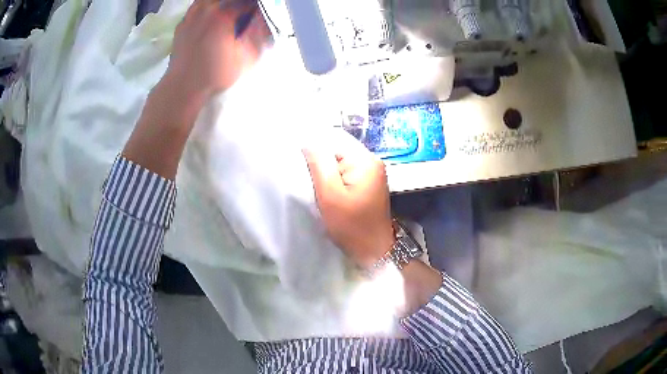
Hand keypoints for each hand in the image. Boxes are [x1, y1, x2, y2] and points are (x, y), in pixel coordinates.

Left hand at [165, 0, 265, 101]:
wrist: (184, 87)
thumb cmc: (216, 73)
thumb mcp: (247, 57)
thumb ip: (258, 33)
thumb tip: (263, 17)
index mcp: (224, 15)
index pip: (247, 2)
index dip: (256, 7)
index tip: (258, 15)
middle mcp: (207, 9)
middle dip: (239, 4)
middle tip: (244, 13)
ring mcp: (192, 15)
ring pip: (210, 0)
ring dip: (222, 4)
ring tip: (228, 12)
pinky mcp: (182, 24)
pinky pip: (197, 6)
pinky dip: (206, 7)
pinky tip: (210, 16)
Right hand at [303, 131, 394, 267]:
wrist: (373, 250)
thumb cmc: (351, 225)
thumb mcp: (330, 195)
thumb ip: (319, 165)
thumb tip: (308, 142)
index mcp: (365, 160)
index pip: (333, 142)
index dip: (315, 152)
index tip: (303, 168)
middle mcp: (372, 161)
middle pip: (338, 151)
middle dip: (322, 164)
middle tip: (310, 180)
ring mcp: (373, 172)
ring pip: (341, 163)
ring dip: (327, 173)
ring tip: (318, 187)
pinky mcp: (369, 183)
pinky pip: (347, 173)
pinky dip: (336, 180)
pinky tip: (329, 191)